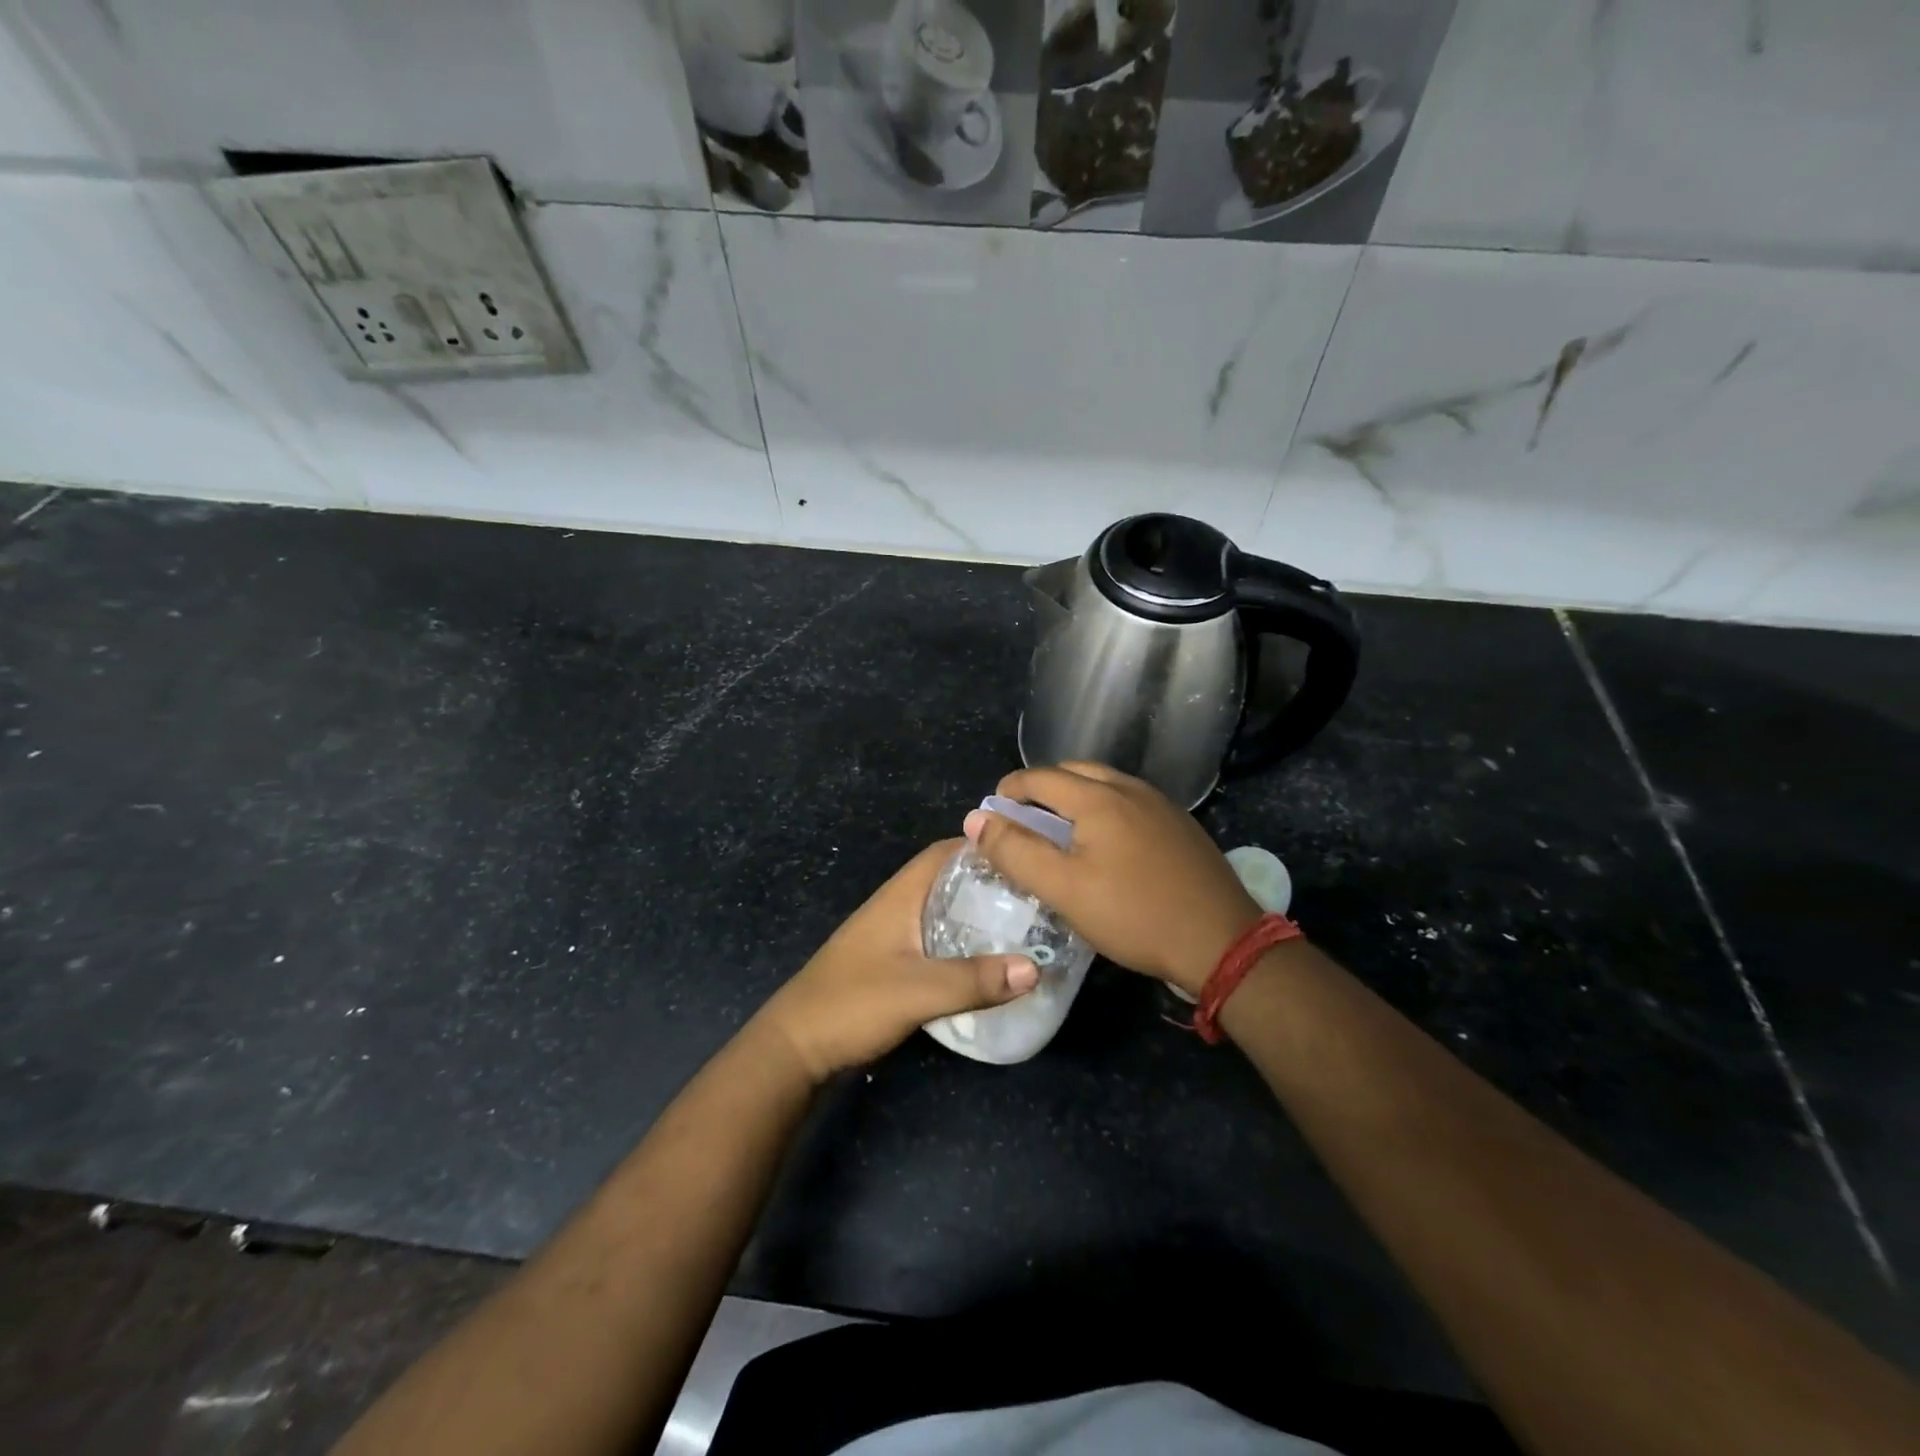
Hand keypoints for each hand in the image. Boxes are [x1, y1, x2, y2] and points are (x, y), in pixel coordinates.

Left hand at [754, 840, 1039, 1083]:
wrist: (795, 1047)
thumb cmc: (852, 1003)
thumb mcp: (918, 991)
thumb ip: (975, 980)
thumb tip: (1036, 967)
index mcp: (900, 896)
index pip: (945, 852)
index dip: (984, 847)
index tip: (1026, 855)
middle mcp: (897, 906)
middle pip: (949, 880)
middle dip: (989, 883)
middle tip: (1035, 895)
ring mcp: (891, 935)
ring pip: (943, 911)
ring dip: (976, 914)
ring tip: (1022, 925)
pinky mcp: (890, 963)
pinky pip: (936, 939)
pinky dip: (962, 942)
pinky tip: (986, 962)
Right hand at [966, 762, 1260, 997]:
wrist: (1222, 941)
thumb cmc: (1134, 915)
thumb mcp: (1064, 889)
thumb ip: (1016, 851)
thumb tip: (976, 818)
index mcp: (1098, 797)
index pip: (1039, 777)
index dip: (1008, 790)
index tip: (992, 815)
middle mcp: (1130, 788)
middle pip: (1073, 773)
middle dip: (1040, 790)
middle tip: (1022, 822)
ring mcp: (1161, 805)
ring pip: (1104, 786)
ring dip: (1073, 798)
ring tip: (1059, 832)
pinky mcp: (1180, 825)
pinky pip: (1129, 802)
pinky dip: (1103, 810)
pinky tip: (1105, 845)